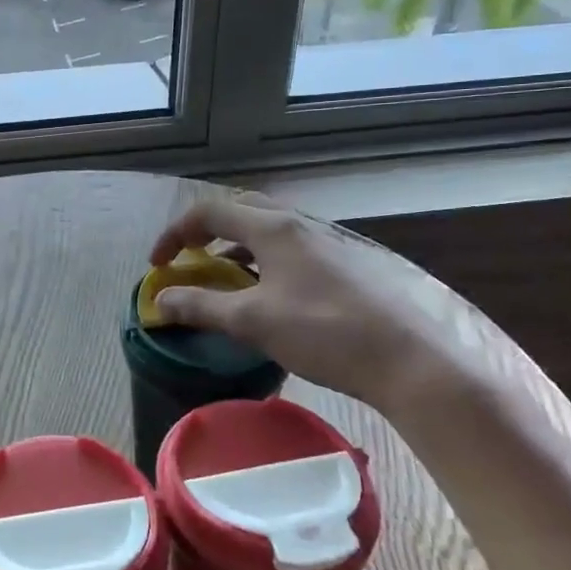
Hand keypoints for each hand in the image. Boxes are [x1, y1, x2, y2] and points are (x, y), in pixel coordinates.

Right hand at [149, 193, 473, 418]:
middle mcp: (299, 224)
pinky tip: (269, 294)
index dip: (175, 234)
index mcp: (273, 228)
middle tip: (189, 259)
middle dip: (205, 231)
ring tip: (224, 277)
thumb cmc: (324, 332)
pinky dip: (263, 259)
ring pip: (268, 229)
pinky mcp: (346, 264)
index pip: (209, 211)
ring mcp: (327, 242)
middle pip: (239, 210)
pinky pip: (290, 248)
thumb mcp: (252, 321)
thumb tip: (159, 301)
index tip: (159, 265)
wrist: (411, 359)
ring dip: (235, 245)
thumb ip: (201, 306)